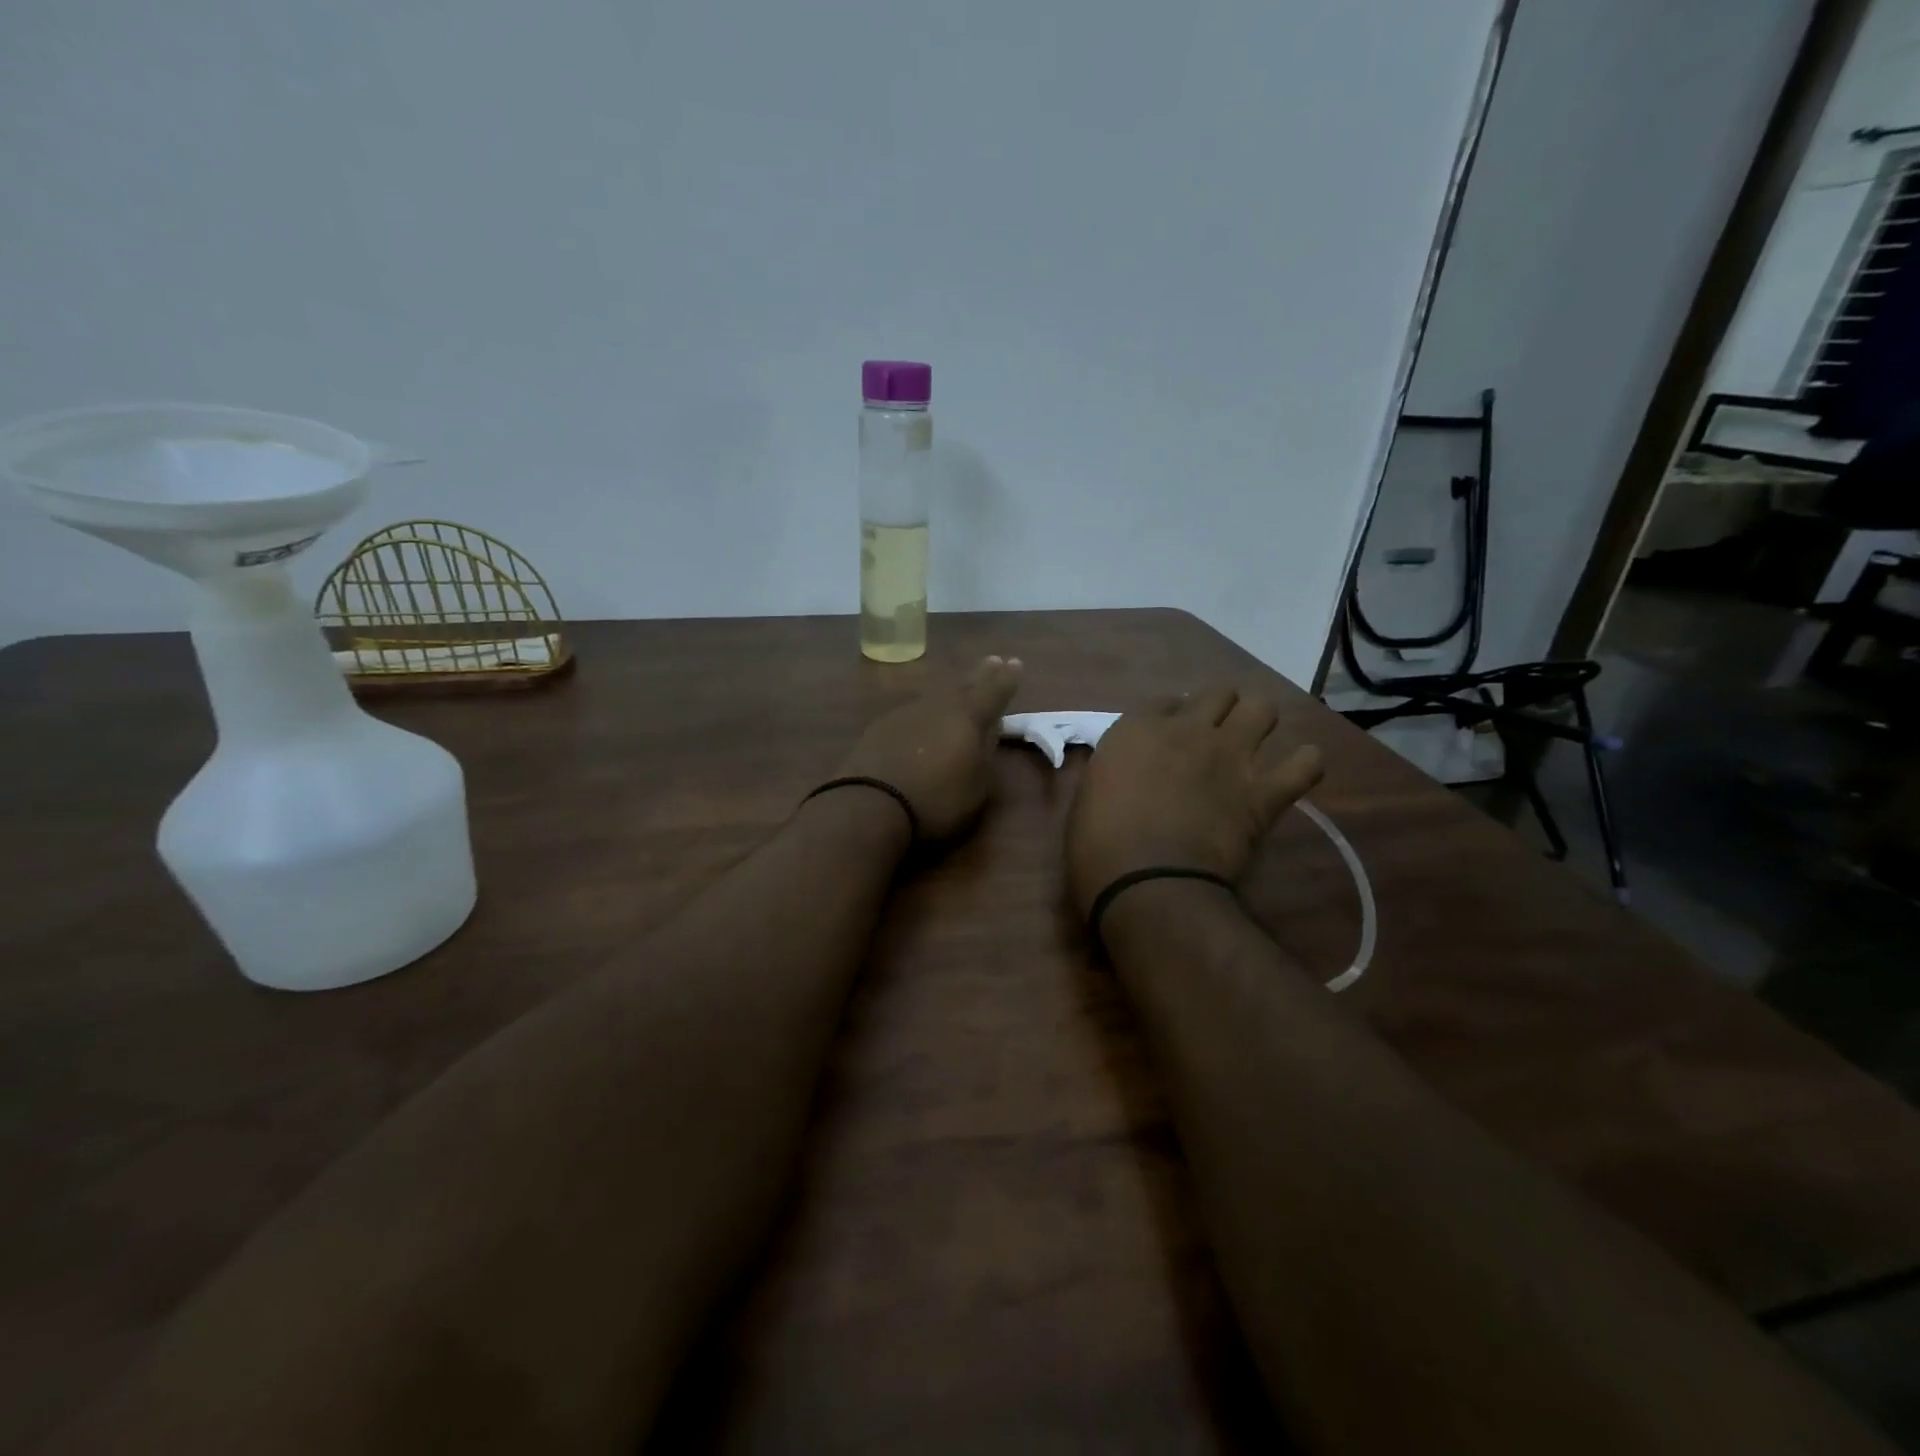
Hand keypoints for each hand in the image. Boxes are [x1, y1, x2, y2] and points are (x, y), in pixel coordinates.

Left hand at [837, 656, 1022, 841]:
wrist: (871, 805)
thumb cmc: (937, 800)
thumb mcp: (978, 786)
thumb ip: (986, 756)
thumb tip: (988, 735)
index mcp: (968, 716)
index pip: (994, 691)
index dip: (1007, 678)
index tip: (1015, 663)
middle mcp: (938, 706)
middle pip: (963, 685)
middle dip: (980, 675)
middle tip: (992, 661)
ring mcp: (906, 713)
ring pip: (935, 696)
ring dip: (951, 692)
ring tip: (959, 690)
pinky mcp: (880, 727)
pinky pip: (913, 713)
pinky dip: (925, 713)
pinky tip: (923, 720)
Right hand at [1065, 687, 1322, 916]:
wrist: (1146, 882)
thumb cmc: (1099, 845)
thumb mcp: (1090, 793)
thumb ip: (1117, 770)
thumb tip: (1131, 772)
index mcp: (1138, 729)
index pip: (1165, 702)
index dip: (1170, 718)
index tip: (1168, 740)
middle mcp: (1188, 730)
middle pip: (1218, 694)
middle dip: (1218, 712)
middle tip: (1211, 739)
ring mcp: (1230, 757)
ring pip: (1262, 709)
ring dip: (1257, 723)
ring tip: (1250, 747)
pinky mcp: (1262, 792)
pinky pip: (1305, 764)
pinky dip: (1303, 765)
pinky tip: (1294, 773)